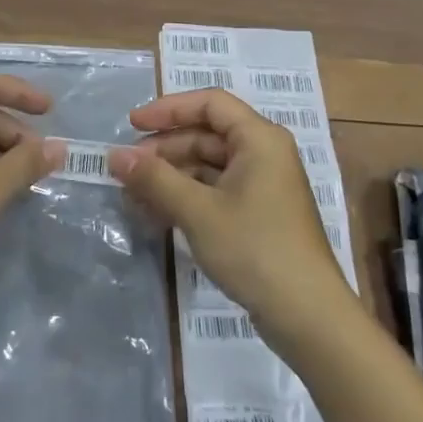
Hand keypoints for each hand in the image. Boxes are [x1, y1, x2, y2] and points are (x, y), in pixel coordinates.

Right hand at [110, 89, 351, 354]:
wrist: (308, 317)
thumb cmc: (255, 249)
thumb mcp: (198, 211)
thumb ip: (154, 179)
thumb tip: (114, 155)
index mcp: (259, 139)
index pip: (209, 103)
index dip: (168, 109)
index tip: (132, 125)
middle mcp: (264, 154)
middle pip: (206, 134)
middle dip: (164, 148)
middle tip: (127, 168)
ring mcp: (263, 186)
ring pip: (208, 165)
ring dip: (171, 176)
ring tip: (134, 194)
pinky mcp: (259, 215)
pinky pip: (216, 190)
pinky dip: (187, 196)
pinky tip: (158, 213)